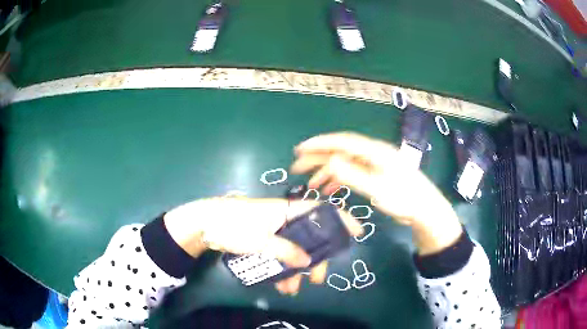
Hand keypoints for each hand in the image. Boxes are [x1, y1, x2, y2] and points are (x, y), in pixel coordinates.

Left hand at [163, 197, 363, 294]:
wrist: (206, 224)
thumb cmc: (234, 225)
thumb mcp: (260, 240)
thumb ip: (285, 250)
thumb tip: (306, 262)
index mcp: (288, 211)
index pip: (321, 210)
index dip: (341, 219)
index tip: (357, 232)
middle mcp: (286, 219)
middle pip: (311, 236)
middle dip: (316, 258)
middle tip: (317, 278)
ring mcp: (276, 230)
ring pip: (296, 249)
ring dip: (297, 269)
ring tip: (293, 288)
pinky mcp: (265, 240)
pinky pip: (282, 254)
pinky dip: (283, 268)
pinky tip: (281, 284)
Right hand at [290, 131, 462, 254]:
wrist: (424, 208)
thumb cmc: (403, 197)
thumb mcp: (376, 187)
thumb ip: (352, 174)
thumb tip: (329, 161)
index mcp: (373, 151)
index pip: (342, 142)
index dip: (319, 143)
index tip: (300, 149)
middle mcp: (372, 153)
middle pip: (340, 151)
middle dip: (318, 158)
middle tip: (298, 167)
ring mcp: (373, 164)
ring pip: (344, 163)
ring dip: (326, 172)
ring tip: (311, 184)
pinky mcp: (375, 174)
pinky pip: (352, 172)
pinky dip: (338, 179)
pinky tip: (329, 189)